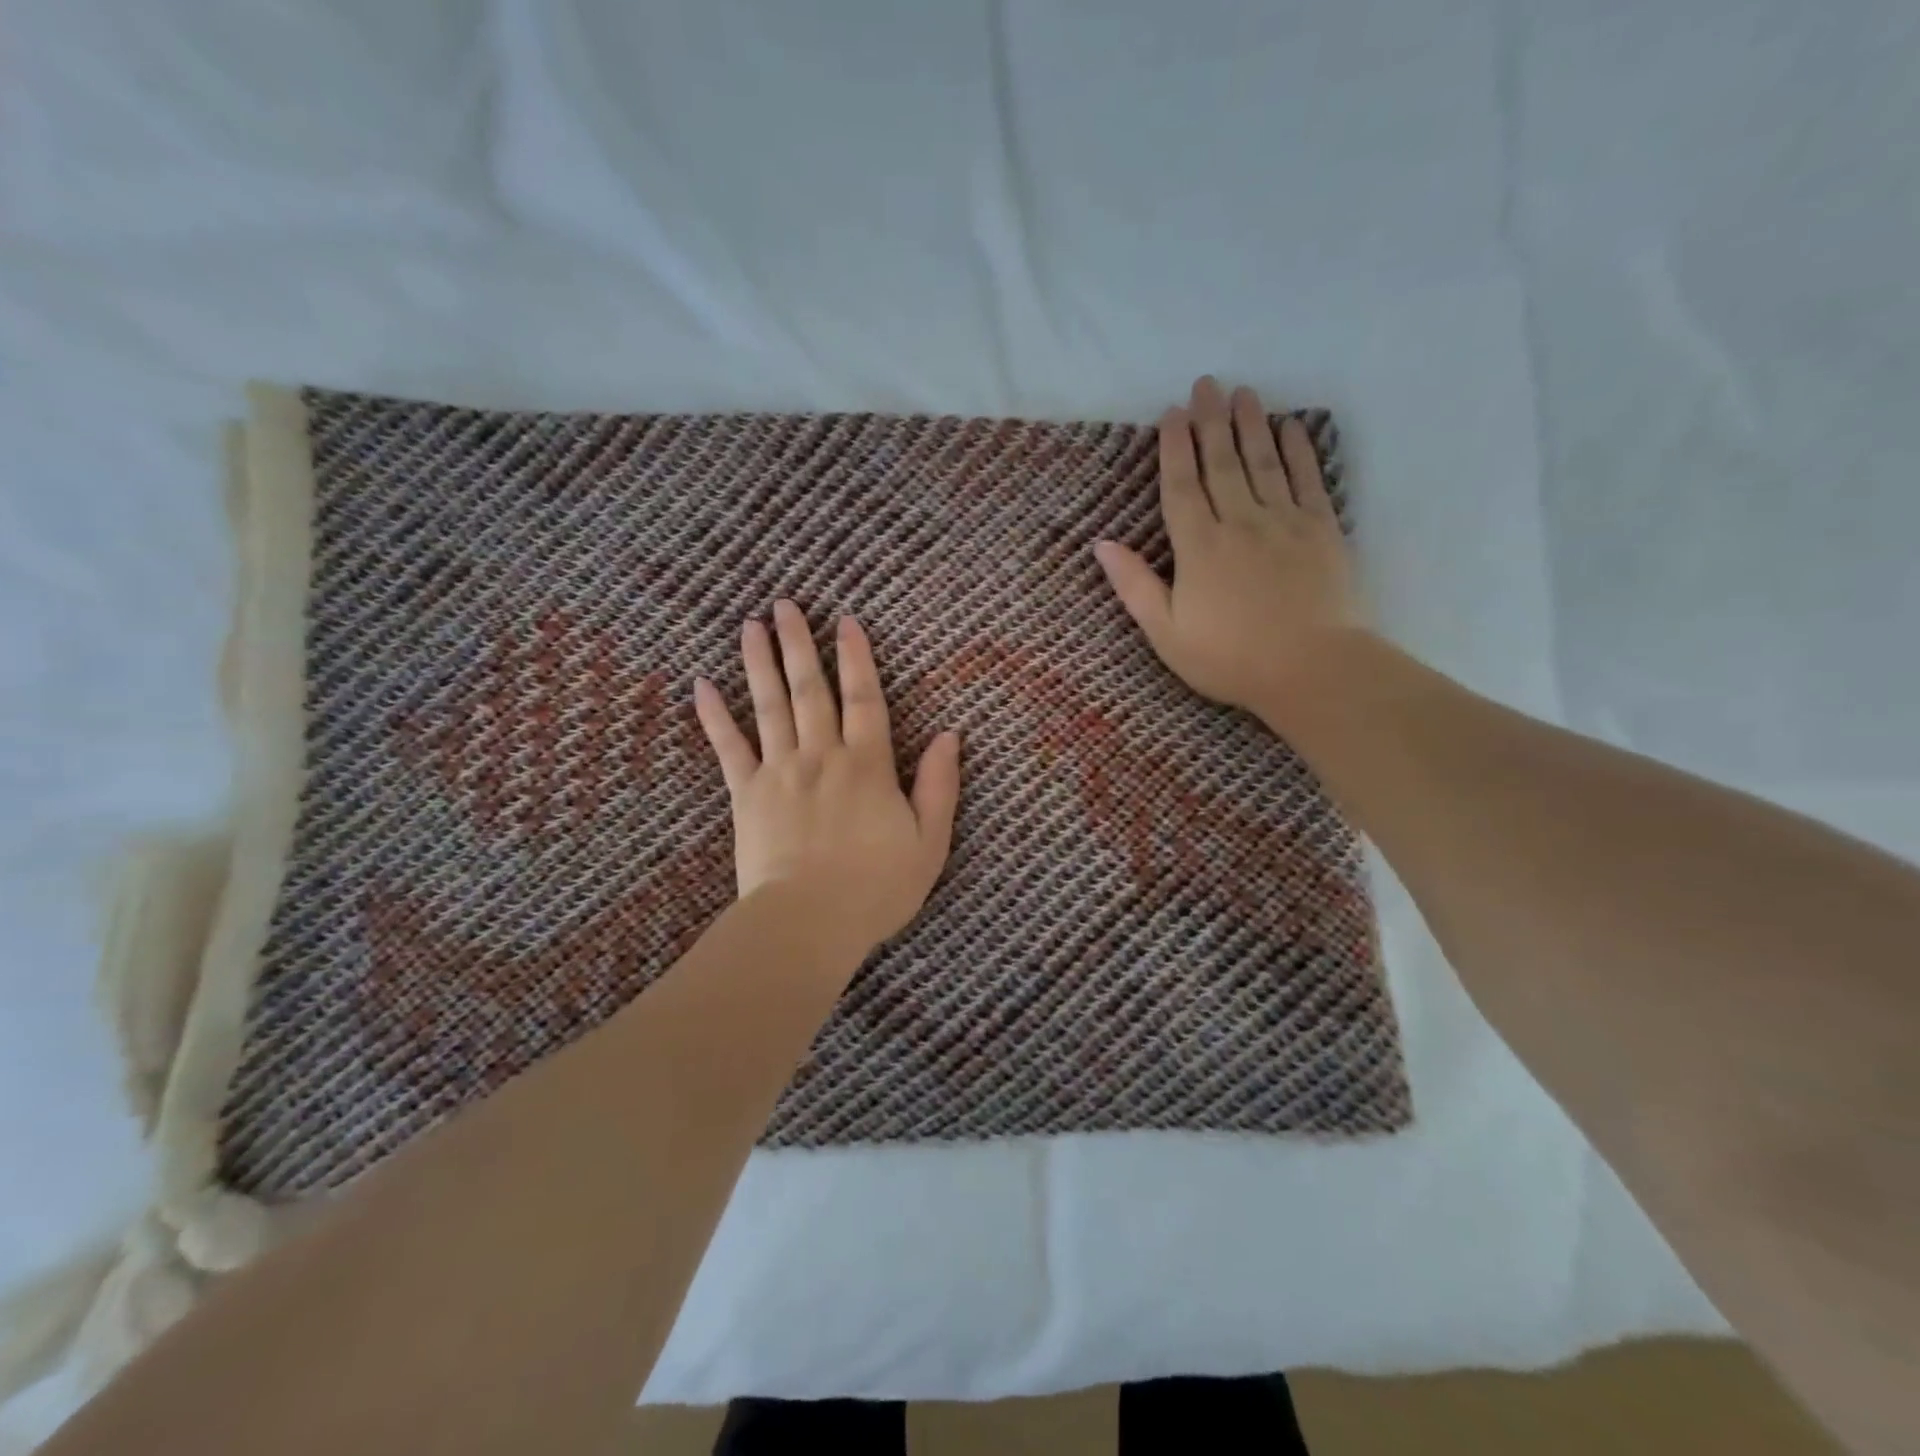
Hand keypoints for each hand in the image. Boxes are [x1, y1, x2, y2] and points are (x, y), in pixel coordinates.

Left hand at [693, 600, 961, 951]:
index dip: (857, 657)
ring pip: (769, 706)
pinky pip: (728, 748)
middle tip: (785, 604)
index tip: (845, 619)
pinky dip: (714, 716)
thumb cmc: (877, 887)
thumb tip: (949, 735)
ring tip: (751, 625)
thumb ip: (939, 785)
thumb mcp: (930, 841)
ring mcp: (780, 772)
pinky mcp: (746, 795)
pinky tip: (702, 685)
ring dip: (760, 663)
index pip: (864, 698)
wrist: (809, 922)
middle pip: (810, 689)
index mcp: (868, 765)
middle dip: (800, 644)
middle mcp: (822, 756)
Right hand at [1094, 376, 1369, 724]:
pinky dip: (1300, 450)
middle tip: (1206, 384)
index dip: (1174, 449)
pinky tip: (1291, 427)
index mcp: (1199, 548)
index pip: (1182, 487)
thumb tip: (1103, 545)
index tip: (1172, 414)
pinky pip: (1308, 479)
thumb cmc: (1230, 658)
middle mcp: (1240, 522)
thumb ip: (1136, 586)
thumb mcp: (1167, 633)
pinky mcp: (1323, 530)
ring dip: (1251, 424)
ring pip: (1264, 462)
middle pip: (1222, 463)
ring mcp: (1285, 522)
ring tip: (1243, 392)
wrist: (1312, 669)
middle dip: (1211, 421)